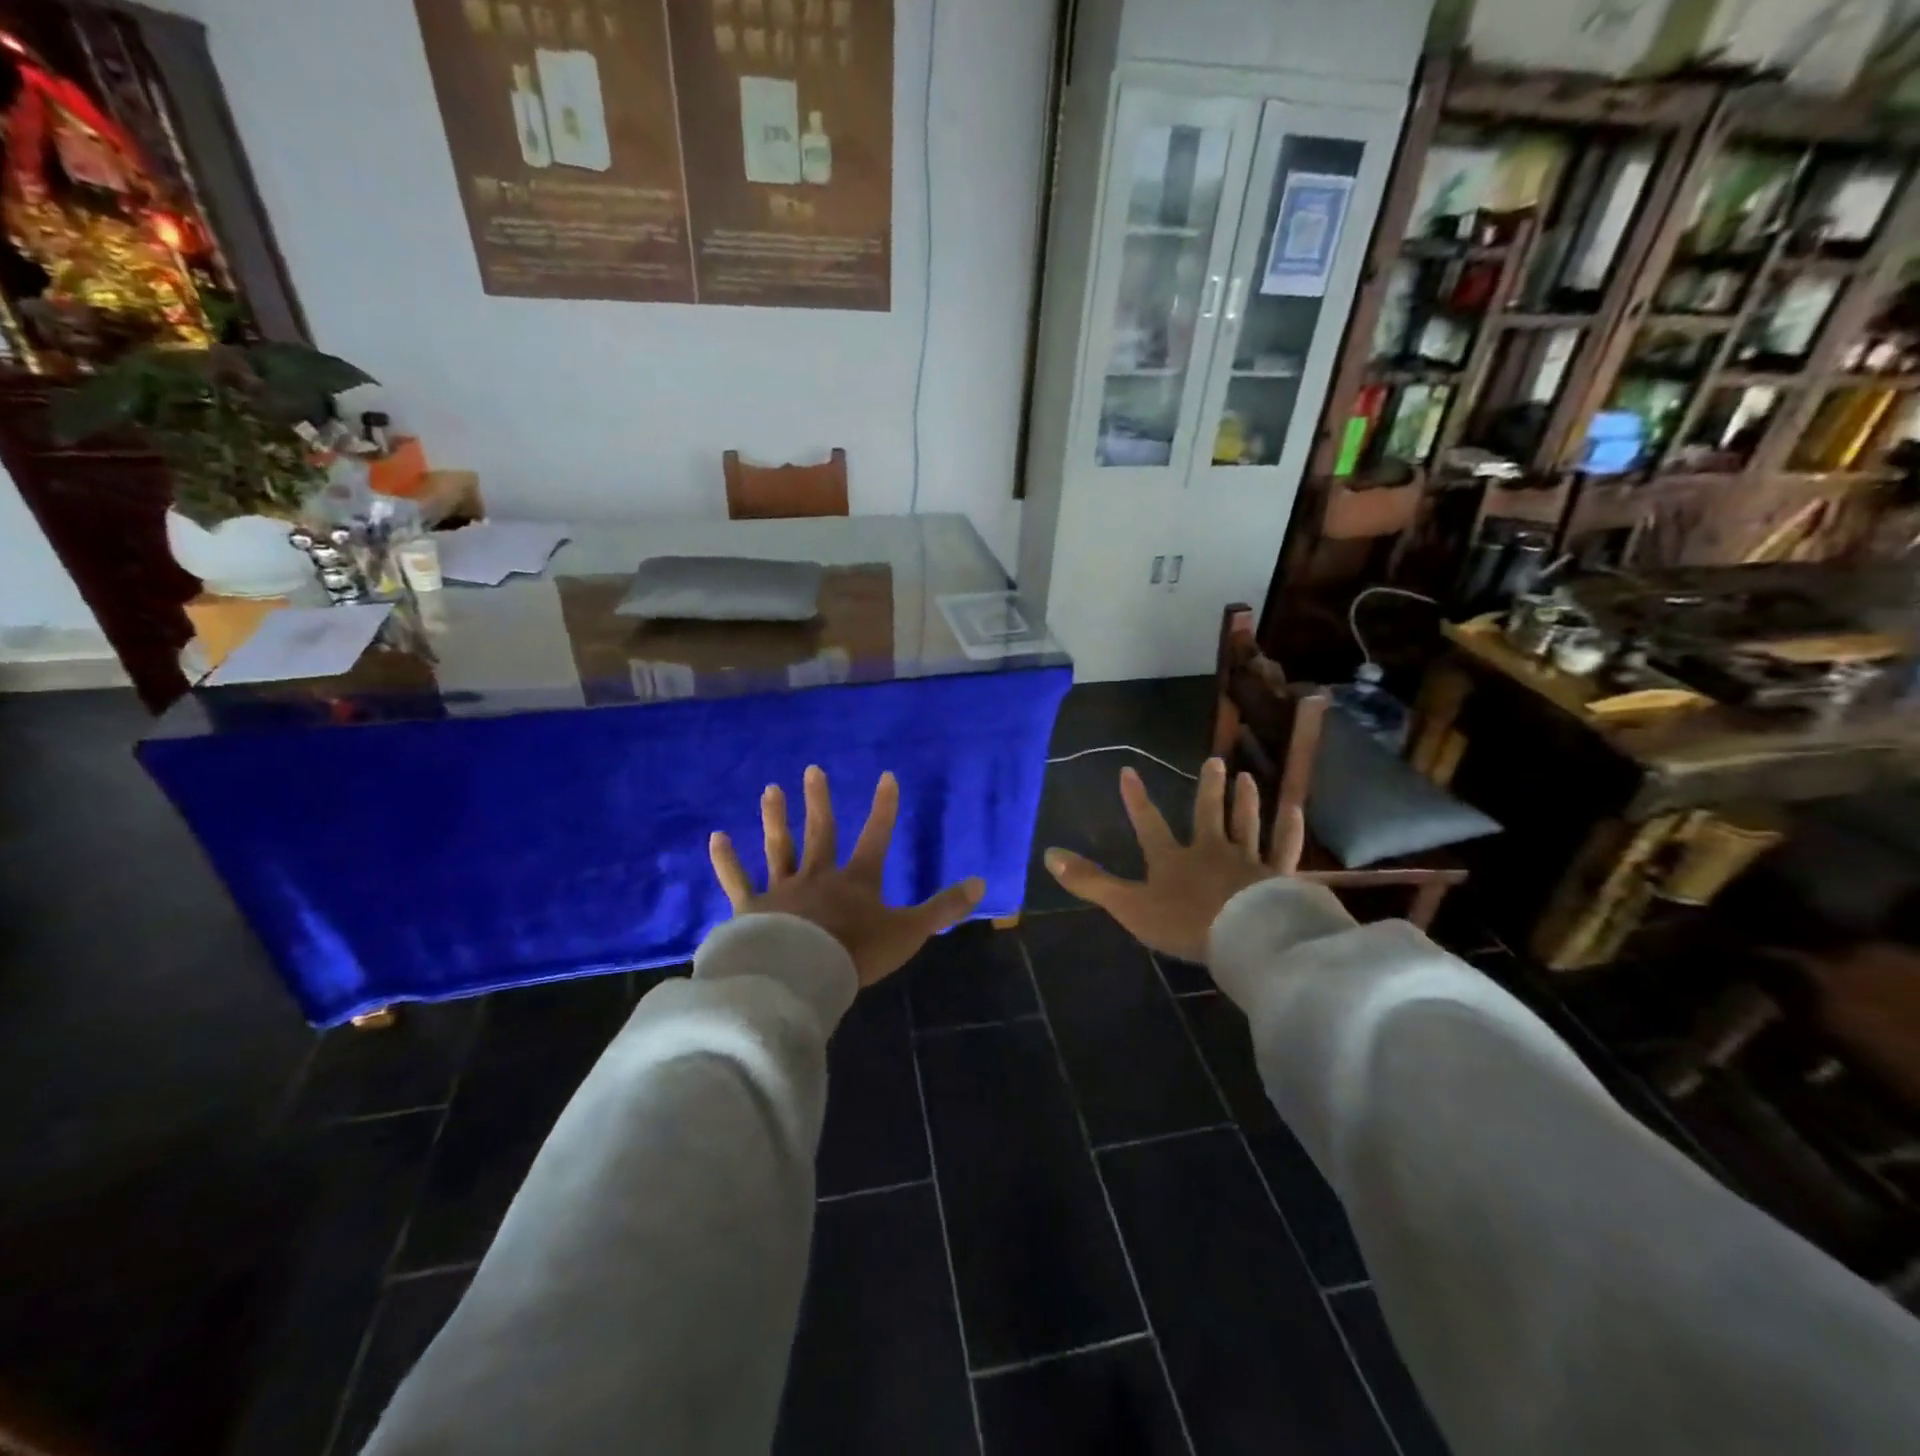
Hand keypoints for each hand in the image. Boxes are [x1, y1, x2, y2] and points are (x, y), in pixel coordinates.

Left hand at [709, 765, 985, 987]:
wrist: (802, 975)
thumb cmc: (856, 953)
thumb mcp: (910, 932)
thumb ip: (943, 909)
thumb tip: (982, 883)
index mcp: (857, 880)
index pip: (876, 836)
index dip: (884, 807)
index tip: (887, 776)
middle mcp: (819, 875)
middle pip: (821, 832)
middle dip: (820, 801)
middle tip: (813, 769)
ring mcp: (782, 889)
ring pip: (780, 847)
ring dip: (776, 818)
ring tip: (771, 790)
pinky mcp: (751, 908)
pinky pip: (737, 880)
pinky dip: (727, 860)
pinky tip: (717, 837)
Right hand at [1044, 759, 1303, 964]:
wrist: (1243, 937)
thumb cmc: (1183, 922)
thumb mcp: (1128, 905)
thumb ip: (1090, 882)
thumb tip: (1048, 854)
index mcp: (1172, 859)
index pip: (1149, 824)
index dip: (1136, 800)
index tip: (1128, 771)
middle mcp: (1210, 850)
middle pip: (1208, 814)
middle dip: (1208, 789)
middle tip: (1214, 761)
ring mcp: (1247, 861)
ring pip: (1246, 824)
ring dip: (1245, 801)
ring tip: (1245, 777)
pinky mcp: (1277, 877)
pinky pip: (1284, 849)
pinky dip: (1288, 830)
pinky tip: (1293, 811)